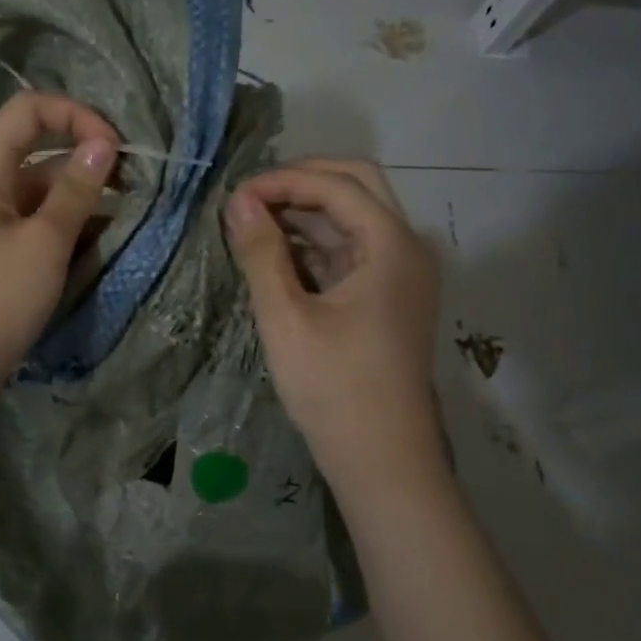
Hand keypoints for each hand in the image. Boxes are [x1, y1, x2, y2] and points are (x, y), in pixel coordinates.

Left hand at [0, 92, 118, 390]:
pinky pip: (33, 226)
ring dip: (79, 203)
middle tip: (132, 193)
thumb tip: (102, 144)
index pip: (29, 111)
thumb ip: (75, 190)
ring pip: (40, 194)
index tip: (115, 150)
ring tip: (119, 228)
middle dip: (86, 165)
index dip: (76, 116)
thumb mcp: (44, 243)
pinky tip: (94, 251)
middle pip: (37, 152)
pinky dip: (63, 231)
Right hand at [226, 158, 441, 468]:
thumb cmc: (333, 387)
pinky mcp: (386, 297)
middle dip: (300, 184)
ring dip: (304, 212)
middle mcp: (406, 249)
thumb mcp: (286, 317)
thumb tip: (239, 201)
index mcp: (392, 246)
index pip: (337, 186)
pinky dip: (314, 243)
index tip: (235, 198)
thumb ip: (261, 253)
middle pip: (356, 187)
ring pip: (352, 218)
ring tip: (251, 224)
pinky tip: (275, 254)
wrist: (381, 458)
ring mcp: (400, 274)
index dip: (283, 182)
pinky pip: (350, 250)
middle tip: (249, 200)